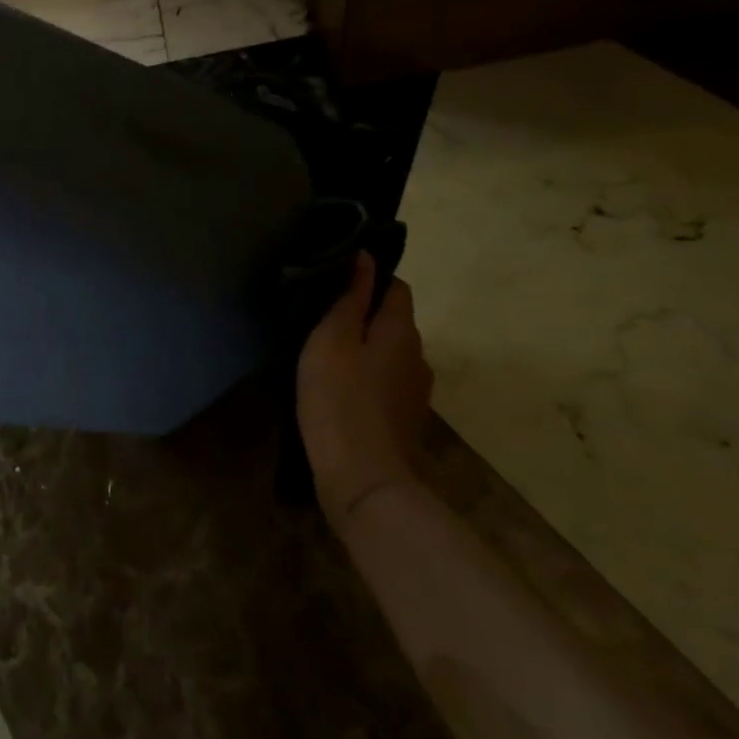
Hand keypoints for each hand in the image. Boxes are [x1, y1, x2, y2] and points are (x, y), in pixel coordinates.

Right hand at [297, 250, 432, 533]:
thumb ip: (349, 298)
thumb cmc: (340, 399)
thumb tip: (365, 258)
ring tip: (324, 350)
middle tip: (320, 314)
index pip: (396, 286)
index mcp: (402, 331)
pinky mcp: (404, 418)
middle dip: (362, 313)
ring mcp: (414, 391)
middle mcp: (418, 356)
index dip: (369, 276)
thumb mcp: (332, 339)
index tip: (334, 279)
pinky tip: (337, 385)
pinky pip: (384, 380)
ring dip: (363, 346)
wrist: (364, 480)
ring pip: (388, 352)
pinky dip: (365, 375)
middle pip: (393, 320)